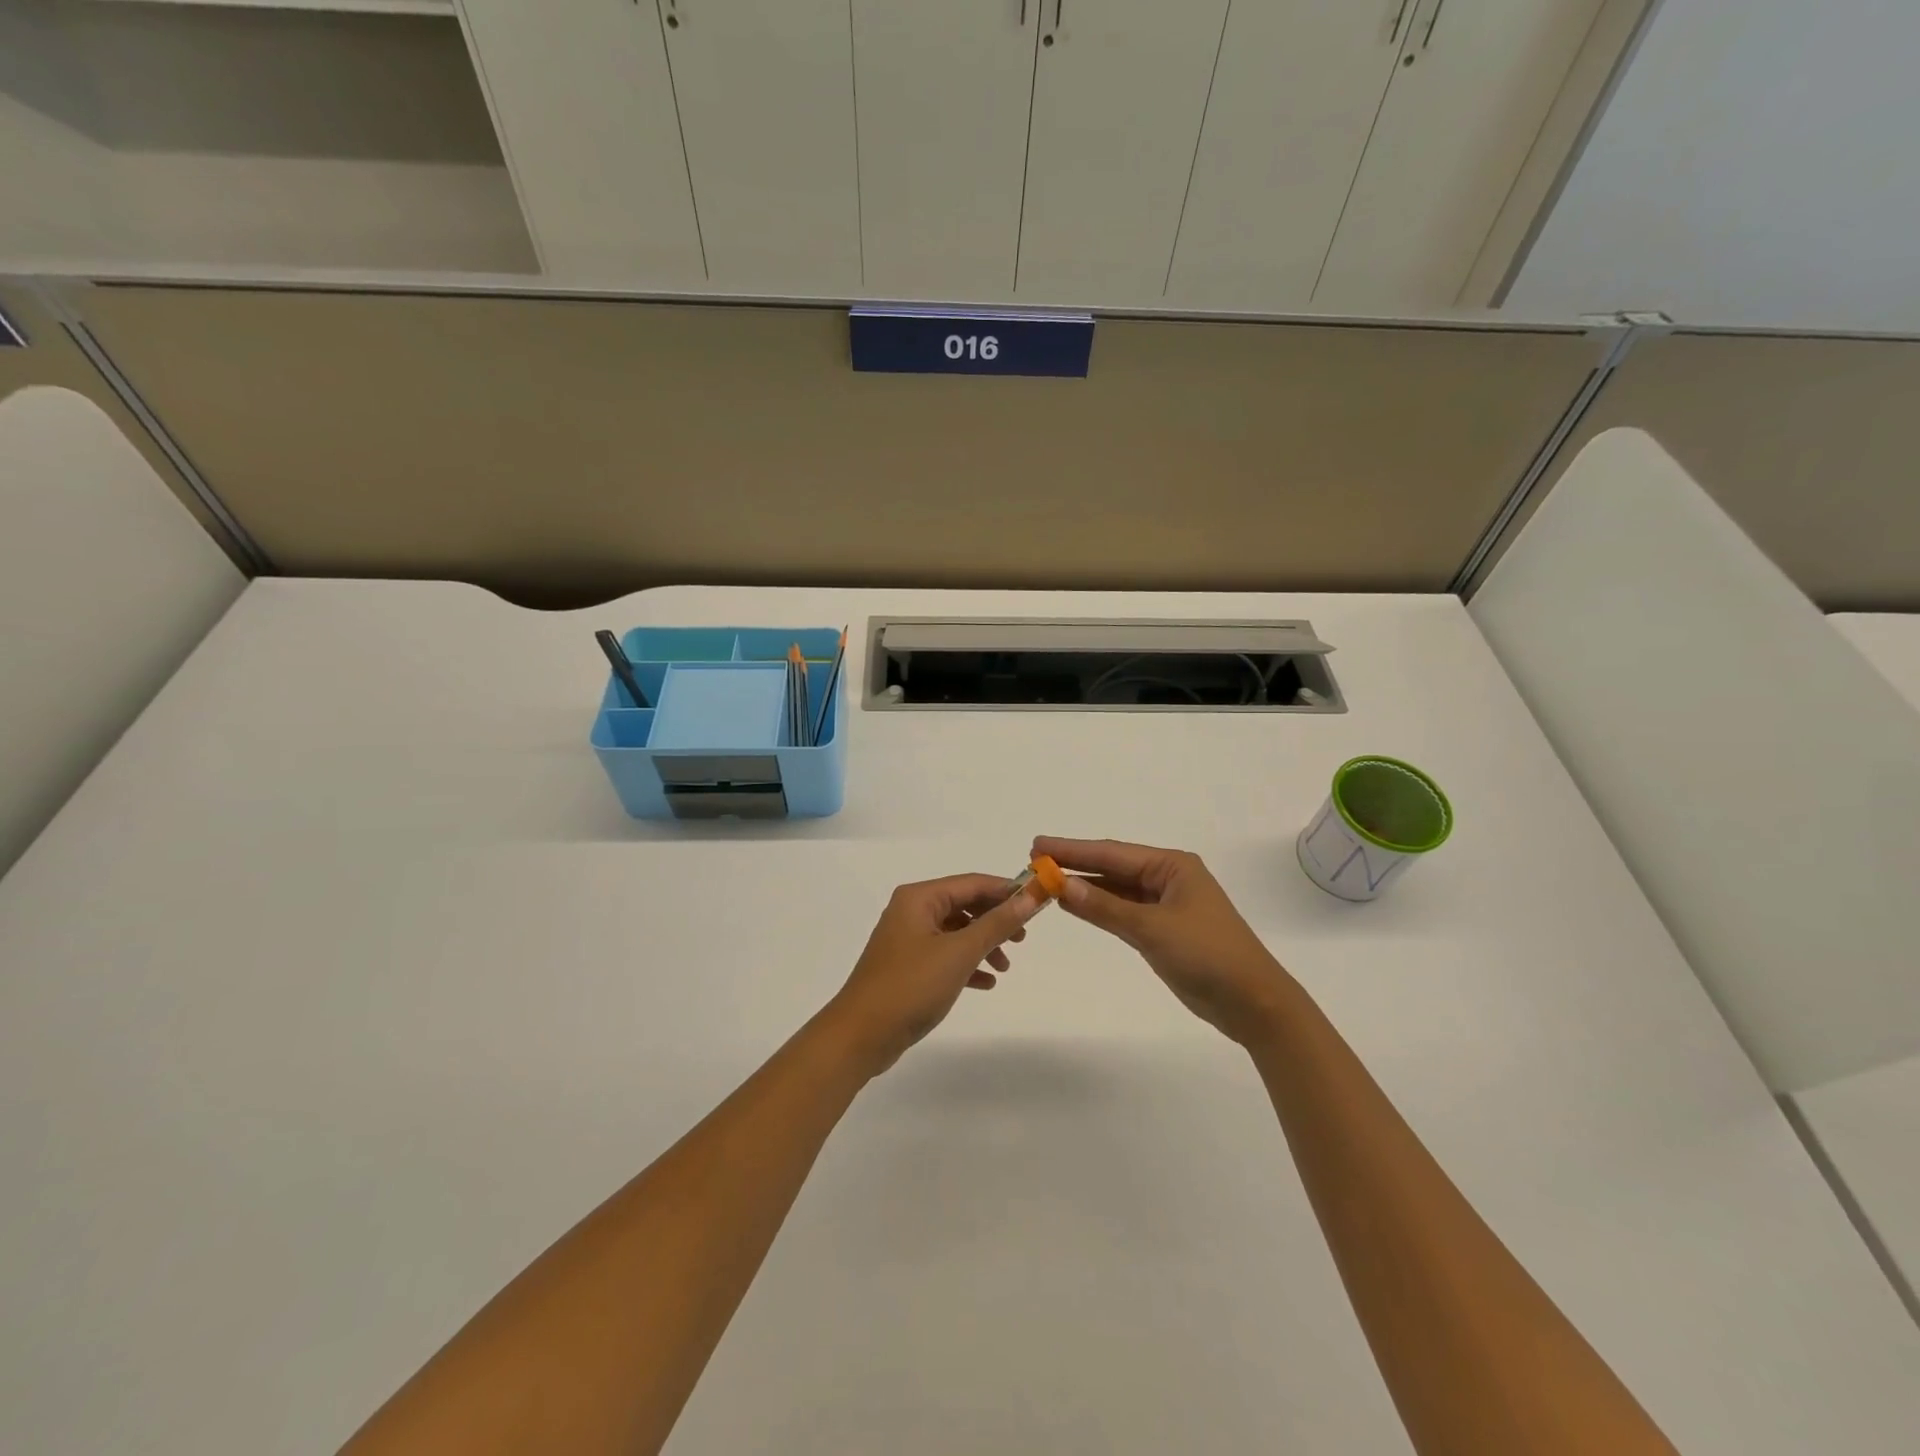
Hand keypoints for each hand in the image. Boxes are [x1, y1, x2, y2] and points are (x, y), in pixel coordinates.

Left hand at [824, 874, 1044, 1075]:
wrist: (861, 1035)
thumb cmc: (910, 986)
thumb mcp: (960, 953)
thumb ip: (996, 924)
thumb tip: (1030, 898)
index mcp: (919, 898)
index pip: (972, 883)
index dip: (1006, 891)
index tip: (1037, 903)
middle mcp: (911, 911)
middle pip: (964, 905)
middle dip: (995, 919)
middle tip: (1023, 939)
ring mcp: (907, 939)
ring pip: (956, 932)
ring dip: (983, 944)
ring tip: (1005, 966)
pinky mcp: (907, 966)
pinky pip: (945, 955)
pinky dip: (966, 964)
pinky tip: (986, 983)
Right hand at [1034, 837, 1293, 1044]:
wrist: (1252, 1003)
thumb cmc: (1207, 955)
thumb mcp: (1151, 929)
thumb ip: (1104, 908)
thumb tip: (1061, 885)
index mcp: (1172, 866)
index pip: (1112, 854)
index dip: (1072, 850)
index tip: (1038, 845)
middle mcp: (1168, 878)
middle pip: (1112, 868)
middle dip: (1075, 864)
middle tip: (1034, 860)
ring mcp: (1166, 904)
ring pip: (1116, 890)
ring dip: (1084, 887)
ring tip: (1046, 880)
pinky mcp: (1163, 929)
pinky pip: (1123, 911)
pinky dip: (1099, 908)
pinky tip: (1074, 905)